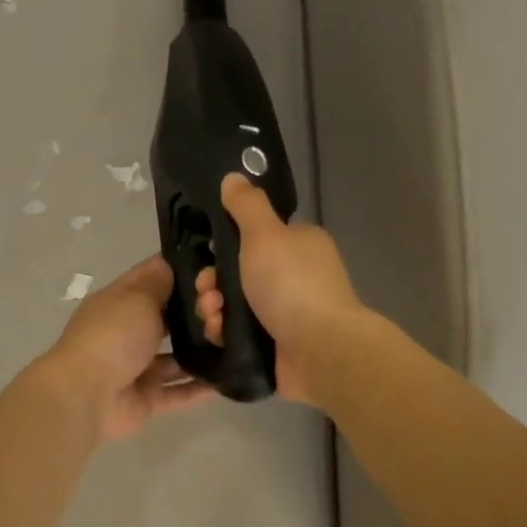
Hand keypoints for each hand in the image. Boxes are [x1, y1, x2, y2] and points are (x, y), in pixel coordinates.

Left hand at [40, 256, 213, 442]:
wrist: (86, 396)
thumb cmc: (112, 337)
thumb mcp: (137, 299)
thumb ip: (159, 284)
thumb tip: (170, 264)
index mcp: (119, 303)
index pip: (151, 278)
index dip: (179, 271)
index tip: (213, 268)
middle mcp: (127, 332)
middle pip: (167, 319)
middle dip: (196, 313)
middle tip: (227, 308)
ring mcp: (136, 368)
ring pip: (175, 357)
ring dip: (200, 351)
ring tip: (235, 342)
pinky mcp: (146, 399)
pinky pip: (177, 392)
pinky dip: (198, 387)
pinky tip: (227, 378)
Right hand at [196, 175, 365, 406]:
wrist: (320, 350)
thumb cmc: (291, 284)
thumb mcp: (265, 234)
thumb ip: (246, 206)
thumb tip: (233, 177)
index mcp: (298, 246)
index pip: (253, 239)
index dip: (223, 249)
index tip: (207, 259)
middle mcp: (294, 277)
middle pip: (238, 275)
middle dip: (213, 284)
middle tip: (207, 294)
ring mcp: (286, 314)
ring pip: (234, 306)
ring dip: (214, 309)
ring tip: (213, 319)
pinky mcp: (276, 345)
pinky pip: (240, 335)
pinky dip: (225, 334)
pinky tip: (219, 336)